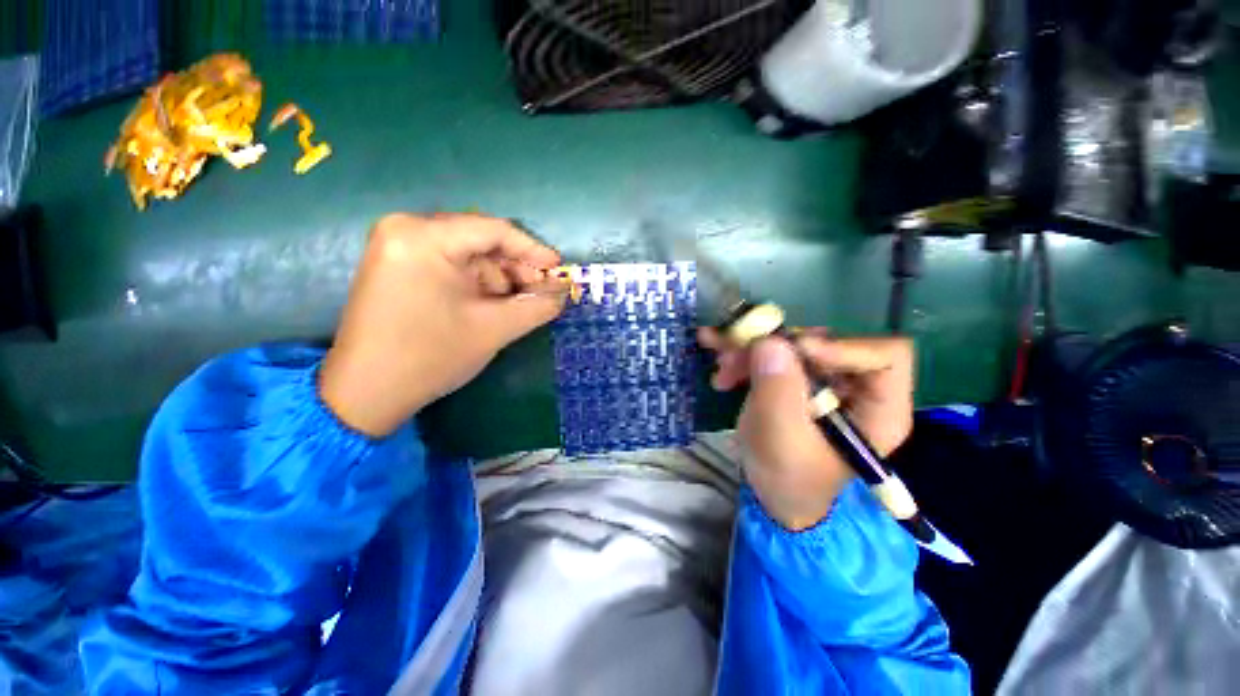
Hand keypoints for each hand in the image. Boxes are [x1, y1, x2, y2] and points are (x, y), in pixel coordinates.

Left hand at [320, 213, 565, 436]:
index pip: (494, 231)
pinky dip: (476, 283)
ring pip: (467, 254)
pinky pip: (449, 265)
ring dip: (498, 278)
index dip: (533, 250)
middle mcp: (406, 229)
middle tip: (541, 292)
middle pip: (480, 240)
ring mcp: (397, 246)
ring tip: (518, 305)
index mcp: (424, 237)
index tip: (558, 270)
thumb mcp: (494, 329)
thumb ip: (537, 306)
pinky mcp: (396, 265)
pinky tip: (491, 304)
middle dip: (515, 268)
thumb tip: (563, 292)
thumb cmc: (431, 356)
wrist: (366, 393)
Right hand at [698, 329, 914, 529]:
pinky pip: (772, 355)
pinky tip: (722, 373)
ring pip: (791, 345)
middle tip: (736, 353)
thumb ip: (778, 390)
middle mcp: (855, 386)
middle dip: (775, 346)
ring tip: (722, 367)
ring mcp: (821, 380)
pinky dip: (744, 357)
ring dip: (751, 350)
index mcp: (878, 408)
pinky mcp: (795, 379)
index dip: (841, 347)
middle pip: (826, 343)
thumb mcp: (781, 439)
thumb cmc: (788, 478)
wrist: (770, 494)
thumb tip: (770, 340)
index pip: (886, 356)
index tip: (794, 352)